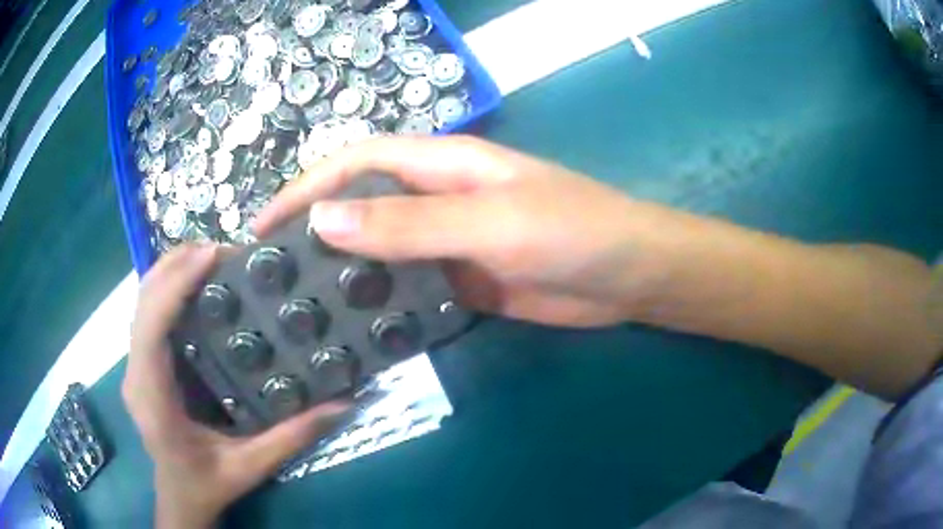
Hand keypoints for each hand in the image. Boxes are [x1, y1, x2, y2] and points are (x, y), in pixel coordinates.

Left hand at [124, 245, 348, 528]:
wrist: (179, 497)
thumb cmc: (207, 485)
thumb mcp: (249, 467)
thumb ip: (291, 438)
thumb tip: (342, 404)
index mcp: (152, 398)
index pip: (151, 327)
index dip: (176, 284)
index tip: (213, 256)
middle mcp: (136, 373)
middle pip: (142, 301)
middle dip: (177, 265)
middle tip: (224, 251)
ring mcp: (135, 365)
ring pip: (143, 300)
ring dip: (173, 270)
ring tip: (214, 258)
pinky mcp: (143, 362)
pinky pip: (150, 312)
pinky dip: (170, 286)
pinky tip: (198, 283)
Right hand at [255, 136, 664, 327]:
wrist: (627, 277)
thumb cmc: (572, 232)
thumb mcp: (489, 221)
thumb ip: (408, 223)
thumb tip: (323, 219)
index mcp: (442, 166)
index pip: (356, 163)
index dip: (307, 188)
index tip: (264, 226)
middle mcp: (438, 199)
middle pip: (362, 206)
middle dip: (316, 232)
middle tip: (273, 276)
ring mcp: (449, 244)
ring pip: (381, 252)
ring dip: (345, 273)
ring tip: (301, 308)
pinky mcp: (462, 282)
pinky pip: (409, 288)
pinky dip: (381, 303)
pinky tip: (355, 328)